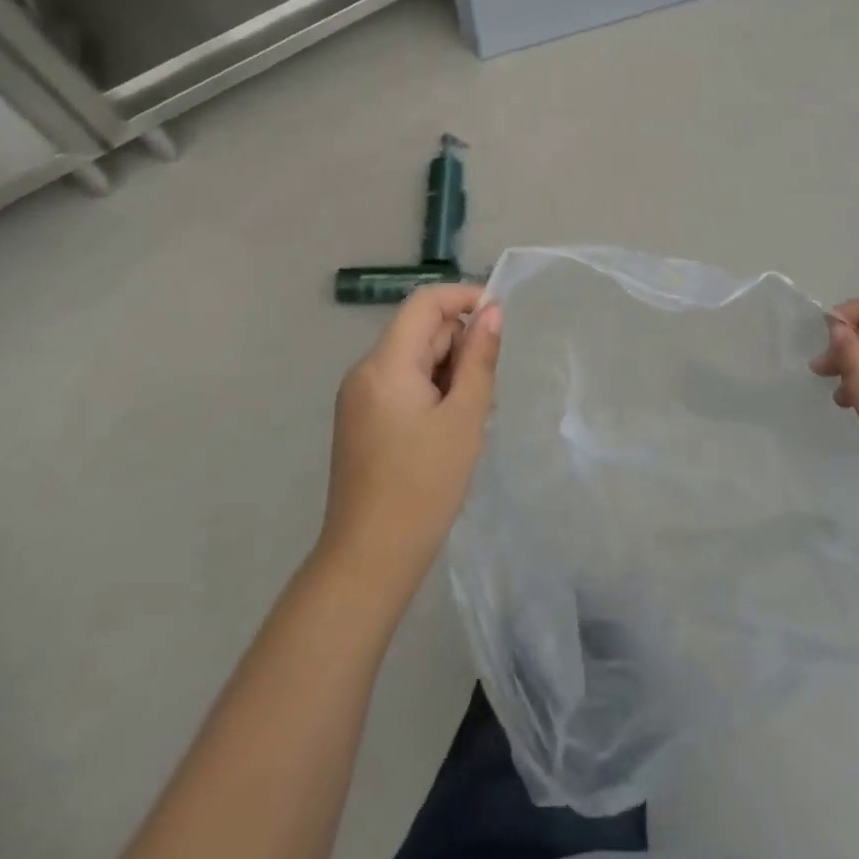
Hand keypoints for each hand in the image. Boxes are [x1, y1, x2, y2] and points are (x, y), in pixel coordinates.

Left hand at [319, 285, 501, 596]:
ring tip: (467, 420)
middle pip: (420, 331)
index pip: (425, 302)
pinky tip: (447, 431)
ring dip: (448, 373)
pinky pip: (403, 384)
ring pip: (414, 359)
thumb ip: (479, 358)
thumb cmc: (423, 486)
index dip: (464, 297)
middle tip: (485, 393)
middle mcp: (365, 371)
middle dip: (459, 346)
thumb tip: (492, 311)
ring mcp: (358, 397)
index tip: (499, 320)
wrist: (369, 560)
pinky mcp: (360, 420)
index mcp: (385, 364)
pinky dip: (431, 392)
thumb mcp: (464, 418)